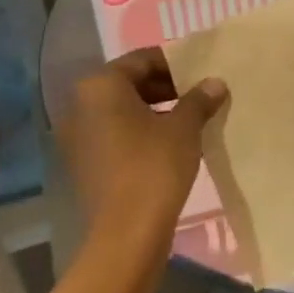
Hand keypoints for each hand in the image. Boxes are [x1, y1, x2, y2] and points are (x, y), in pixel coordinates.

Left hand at [58, 48, 226, 261]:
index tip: (202, 74)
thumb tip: (215, 83)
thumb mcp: (184, 128)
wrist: (127, 233)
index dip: (176, 64)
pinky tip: (171, 144)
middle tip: (200, 97)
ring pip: (122, 110)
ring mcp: (78, 136)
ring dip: (155, 110)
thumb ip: (199, 99)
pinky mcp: (84, 162)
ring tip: (191, 120)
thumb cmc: (155, 167)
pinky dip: (141, 132)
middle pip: (129, 83)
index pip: (142, 60)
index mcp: (100, 86)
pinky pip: (116, 134)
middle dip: (166, 88)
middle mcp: (80, 105)